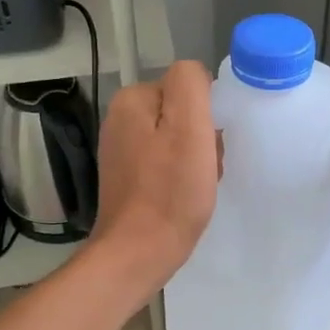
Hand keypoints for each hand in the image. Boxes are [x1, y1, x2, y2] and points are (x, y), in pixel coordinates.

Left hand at [90, 60, 219, 293]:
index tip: (210, 147)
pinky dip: (181, 177)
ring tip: (197, 186)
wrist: (138, 253)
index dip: (208, 115)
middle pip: (182, 114)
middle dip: (201, 139)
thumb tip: (196, 77)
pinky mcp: (127, 178)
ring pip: (177, 140)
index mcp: (132, 100)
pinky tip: (184, 198)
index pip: (188, 87)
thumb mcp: (190, 127)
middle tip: (205, 169)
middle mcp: (120, 119)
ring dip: (195, 160)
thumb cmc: (170, 191)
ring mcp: (121, 150)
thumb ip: (191, 85)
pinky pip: (165, 164)